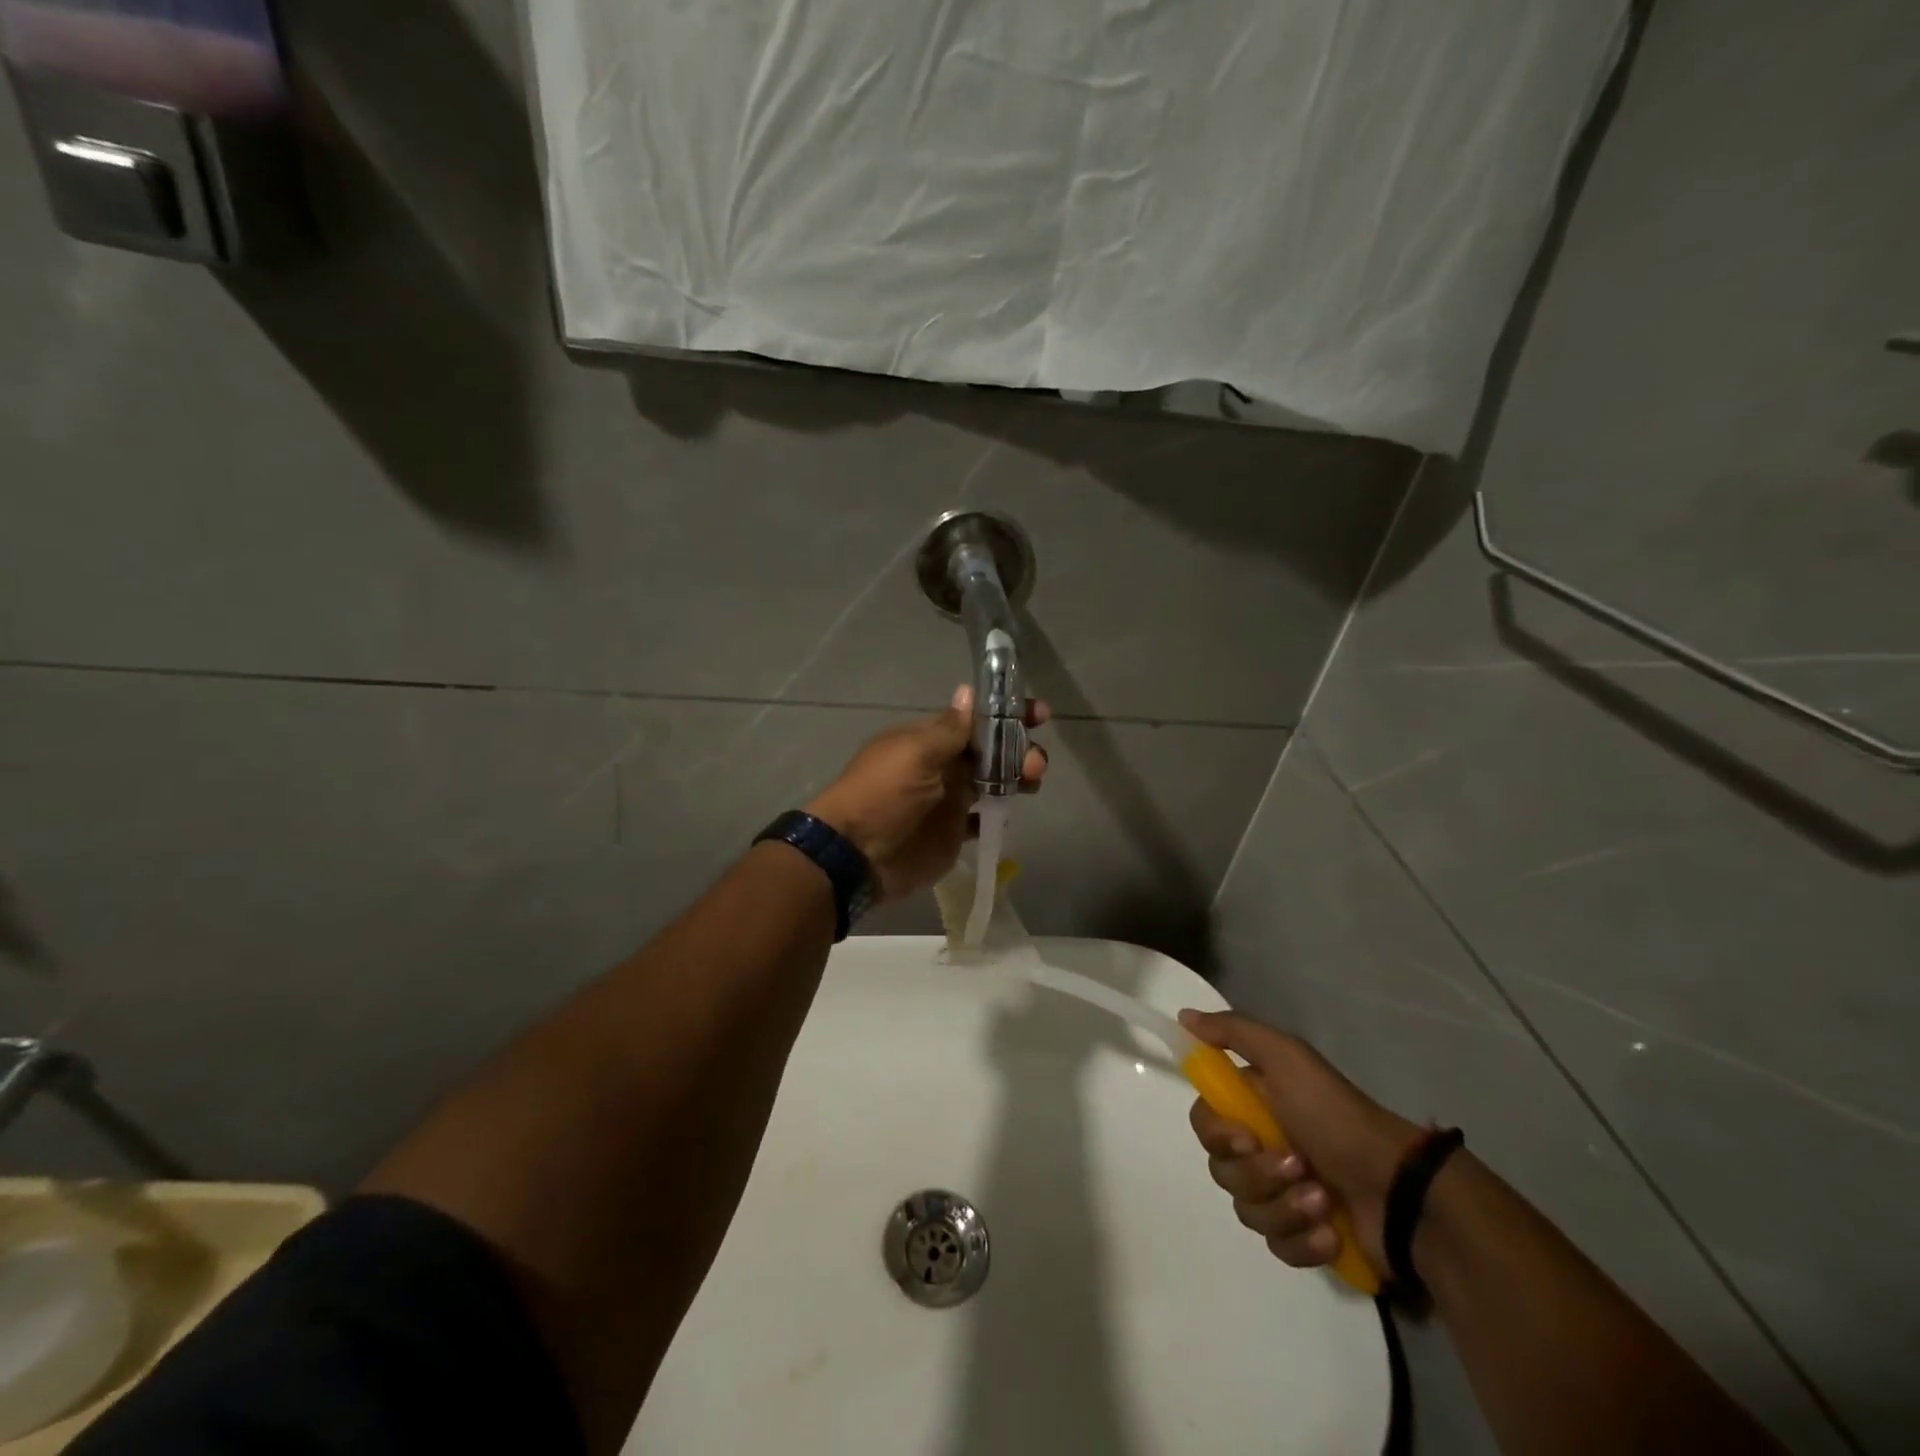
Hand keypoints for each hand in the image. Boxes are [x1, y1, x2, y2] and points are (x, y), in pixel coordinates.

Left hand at [805, 686, 1049, 902]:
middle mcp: (944, 765)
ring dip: (1018, 777)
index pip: (977, 719)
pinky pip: (984, 818)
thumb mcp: (915, 754)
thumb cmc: (884, 794)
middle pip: (992, 750)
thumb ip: (949, 729)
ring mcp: (950, 799)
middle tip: (1035, 763)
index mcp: (932, 740)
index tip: (1039, 713)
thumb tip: (968, 692)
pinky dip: (999, 814)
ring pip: (995, 781)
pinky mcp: (954, 832)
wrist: (857, 855)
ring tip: (1032, 782)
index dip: (1008, 714)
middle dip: (1020, 748)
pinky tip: (1010, 812)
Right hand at [1180, 1010, 1419, 1271]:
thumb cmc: (1337, 1117)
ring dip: (1285, 1206)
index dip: (1217, 1134)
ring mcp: (1283, 1194)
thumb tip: (1183, 1015)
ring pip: (1247, 1210)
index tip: (1247, 1137)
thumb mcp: (1287, 1058)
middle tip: (1298, 1165)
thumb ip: (1234, 1032)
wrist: (1403, 1191)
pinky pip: (1277, 1246)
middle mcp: (1262, 1146)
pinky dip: (1303, 1240)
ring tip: (1323, 1200)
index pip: (1204, 1123)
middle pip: (1222, 1170)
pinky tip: (1332, 1232)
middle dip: (1259, 1174)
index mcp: (1254, 1105)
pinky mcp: (1305, 1237)